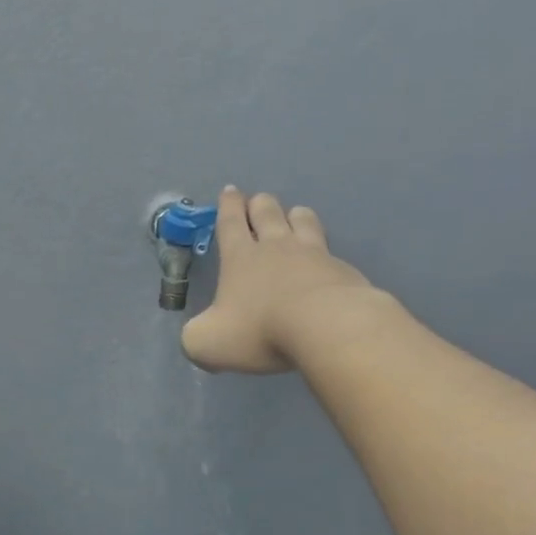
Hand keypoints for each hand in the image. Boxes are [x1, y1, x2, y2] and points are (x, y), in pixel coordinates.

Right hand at [180, 186, 382, 373]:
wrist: (325, 327)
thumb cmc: (259, 330)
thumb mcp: (207, 343)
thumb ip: (196, 336)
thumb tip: (198, 335)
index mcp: (240, 257)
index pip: (230, 222)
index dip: (228, 206)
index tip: (229, 191)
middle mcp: (275, 246)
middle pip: (267, 211)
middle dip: (258, 204)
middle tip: (256, 203)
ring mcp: (312, 254)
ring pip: (302, 219)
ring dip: (293, 216)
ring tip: (292, 218)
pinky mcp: (340, 269)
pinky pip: (329, 250)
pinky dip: (322, 251)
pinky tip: (322, 262)